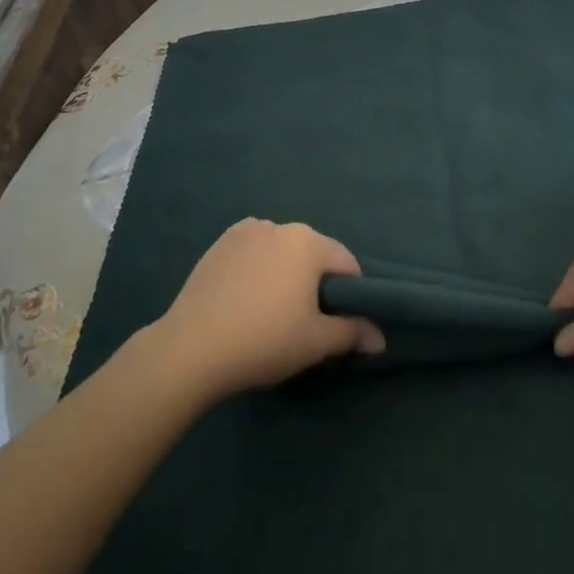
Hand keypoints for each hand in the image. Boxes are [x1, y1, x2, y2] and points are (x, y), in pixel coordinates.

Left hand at [150, 219, 384, 401]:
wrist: (193, 347)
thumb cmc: (264, 340)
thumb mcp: (316, 342)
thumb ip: (353, 333)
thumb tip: (380, 338)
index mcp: (309, 243)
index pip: (346, 264)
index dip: (350, 295)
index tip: (337, 323)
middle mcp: (280, 226)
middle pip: (313, 253)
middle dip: (316, 282)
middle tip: (304, 321)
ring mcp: (247, 230)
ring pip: (282, 250)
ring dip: (286, 272)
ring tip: (271, 310)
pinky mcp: (220, 242)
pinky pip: (254, 250)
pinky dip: (258, 266)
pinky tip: (246, 297)